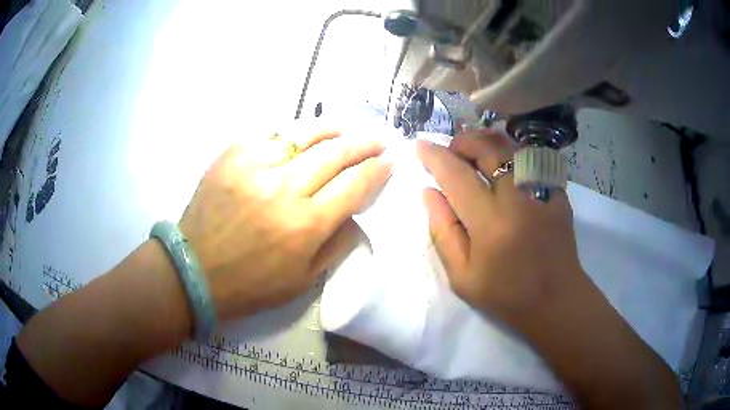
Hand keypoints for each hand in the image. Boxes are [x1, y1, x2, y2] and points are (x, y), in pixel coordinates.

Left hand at [179, 123, 391, 320]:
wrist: (194, 270)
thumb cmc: (250, 284)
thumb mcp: (303, 281)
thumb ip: (337, 244)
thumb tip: (356, 212)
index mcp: (305, 225)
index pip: (355, 185)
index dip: (378, 170)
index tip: (390, 161)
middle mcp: (284, 189)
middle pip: (336, 152)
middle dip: (364, 143)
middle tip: (378, 139)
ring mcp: (255, 165)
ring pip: (306, 133)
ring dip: (333, 128)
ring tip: (346, 128)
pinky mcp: (232, 154)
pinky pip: (272, 133)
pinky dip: (294, 132)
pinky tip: (303, 135)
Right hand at [417, 130, 584, 322]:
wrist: (556, 300)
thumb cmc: (506, 295)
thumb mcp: (463, 276)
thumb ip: (443, 232)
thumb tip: (429, 193)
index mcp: (490, 223)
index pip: (457, 175)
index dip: (435, 156)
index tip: (420, 145)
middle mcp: (518, 199)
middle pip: (488, 149)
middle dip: (463, 141)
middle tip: (451, 151)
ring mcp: (542, 192)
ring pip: (511, 148)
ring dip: (487, 143)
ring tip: (474, 153)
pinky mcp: (557, 193)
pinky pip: (531, 161)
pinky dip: (511, 156)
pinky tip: (504, 167)